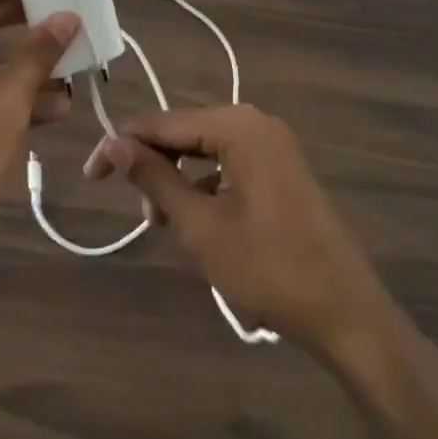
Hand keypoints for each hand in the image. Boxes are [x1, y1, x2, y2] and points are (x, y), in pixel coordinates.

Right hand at [85, 105, 391, 357]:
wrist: (348, 316)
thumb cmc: (269, 269)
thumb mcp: (200, 226)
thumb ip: (154, 178)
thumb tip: (112, 144)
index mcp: (237, 126)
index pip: (163, 123)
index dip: (122, 145)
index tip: (90, 173)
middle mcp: (256, 122)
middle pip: (185, 132)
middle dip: (153, 165)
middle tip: (133, 208)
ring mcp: (273, 145)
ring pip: (205, 150)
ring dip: (178, 180)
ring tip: (162, 222)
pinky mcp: (282, 170)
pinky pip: (229, 164)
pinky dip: (205, 186)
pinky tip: (196, 220)